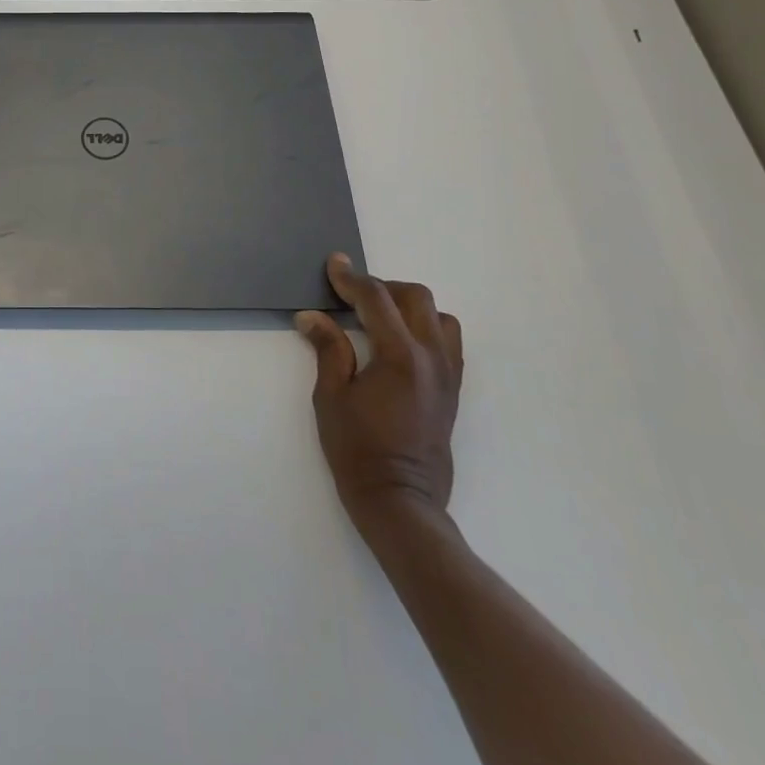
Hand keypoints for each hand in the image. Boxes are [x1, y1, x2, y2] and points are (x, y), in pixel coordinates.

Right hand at [295, 254, 462, 532]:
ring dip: (408, 305)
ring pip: (439, 316)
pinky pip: (448, 340)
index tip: (333, 264)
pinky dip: (424, 327)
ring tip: (378, 316)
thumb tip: (312, 316)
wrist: (400, 500)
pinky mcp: (453, 389)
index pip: (376, 299)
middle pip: (415, 297)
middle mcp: (432, 357)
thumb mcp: (331, 396)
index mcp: (400, 356)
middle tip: (351, 295)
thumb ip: (328, 348)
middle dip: (382, 287)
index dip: (351, 278)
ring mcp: (448, 373)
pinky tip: (399, 341)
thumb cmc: (357, 449)